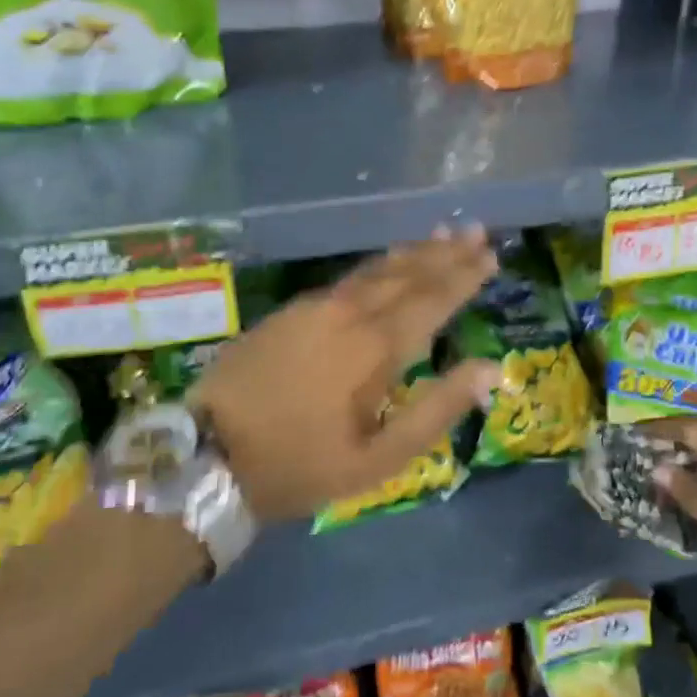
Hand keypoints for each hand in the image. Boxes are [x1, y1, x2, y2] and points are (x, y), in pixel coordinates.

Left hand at [192, 228, 500, 521]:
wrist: (206, 456)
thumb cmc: (299, 465)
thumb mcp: (377, 458)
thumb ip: (435, 411)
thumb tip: (487, 369)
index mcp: (373, 347)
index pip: (431, 299)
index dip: (463, 277)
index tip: (490, 254)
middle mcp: (347, 314)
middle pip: (405, 274)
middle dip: (444, 252)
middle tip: (475, 231)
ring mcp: (313, 308)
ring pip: (373, 270)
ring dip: (411, 252)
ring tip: (440, 232)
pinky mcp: (289, 312)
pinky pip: (346, 279)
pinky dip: (376, 266)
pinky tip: (385, 263)